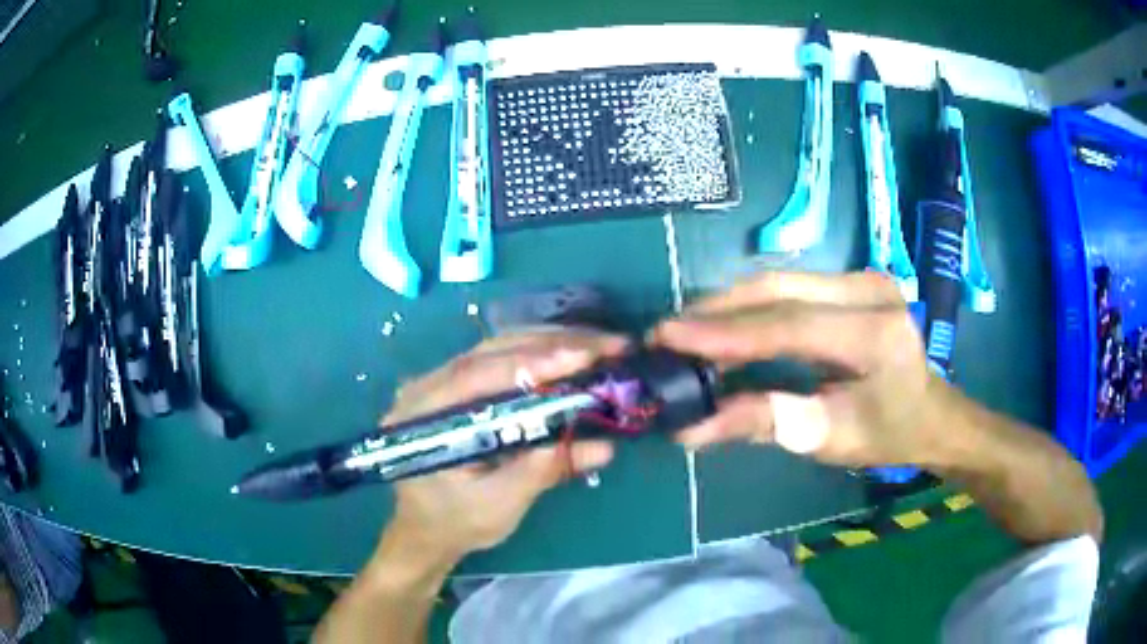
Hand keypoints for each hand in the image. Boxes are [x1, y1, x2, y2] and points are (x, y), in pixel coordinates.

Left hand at [380, 330, 625, 558]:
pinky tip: (568, 353)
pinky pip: (499, 360)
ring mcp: (440, 382)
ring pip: (498, 349)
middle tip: (609, 343)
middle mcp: (427, 386)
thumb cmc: (454, 523)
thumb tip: (601, 446)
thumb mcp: (498, 505)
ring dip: (550, 343)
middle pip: (493, 351)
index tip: (585, 355)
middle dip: (554, 344)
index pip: (482, 375)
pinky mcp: (457, 388)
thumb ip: (541, 472)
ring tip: (598, 344)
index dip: (535, 363)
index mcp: (424, 415)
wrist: (423, 530)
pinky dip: (537, 355)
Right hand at [652, 271, 948, 467]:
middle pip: (778, 291)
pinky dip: (750, 307)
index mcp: (874, 333)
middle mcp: (869, 290)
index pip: (788, 326)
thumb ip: (764, 422)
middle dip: (716, 312)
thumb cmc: (886, 434)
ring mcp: (860, 278)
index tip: (668, 337)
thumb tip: (692, 425)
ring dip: (728, 306)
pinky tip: (723, 324)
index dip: (725, 333)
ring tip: (685, 331)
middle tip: (665, 334)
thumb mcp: (828, 438)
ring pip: (778, 283)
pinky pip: (789, 288)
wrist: (930, 412)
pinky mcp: (850, 281)